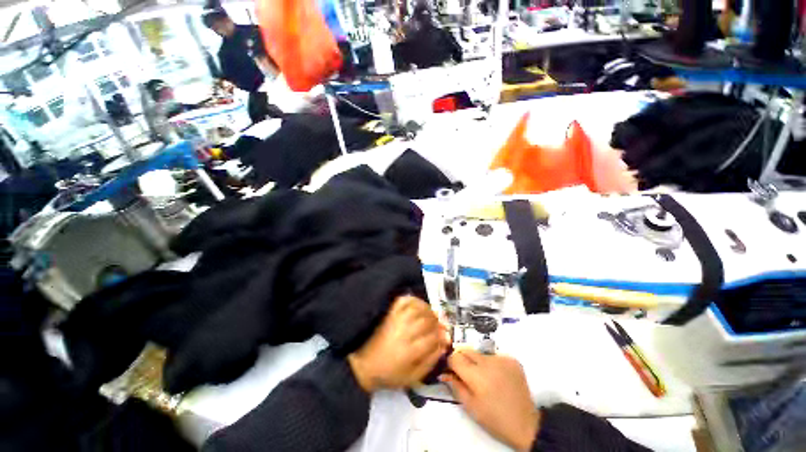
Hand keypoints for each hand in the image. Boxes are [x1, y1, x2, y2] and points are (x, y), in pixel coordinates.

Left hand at [348, 296, 448, 392]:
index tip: (445, 337)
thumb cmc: (389, 374)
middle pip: (426, 322)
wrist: (364, 365)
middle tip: (439, 326)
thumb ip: (429, 362)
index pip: (432, 338)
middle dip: (436, 323)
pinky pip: (404, 301)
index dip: (441, 336)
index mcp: (409, 352)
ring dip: (428, 310)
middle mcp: (404, 333)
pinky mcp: (389, 314)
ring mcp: (396, 321)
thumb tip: (442, 346)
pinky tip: (419, 305)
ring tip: (431, 315)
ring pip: (417, 309)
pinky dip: (414, 300)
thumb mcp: (412, 378)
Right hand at [441, 351, 539, 451]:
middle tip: (465, 374)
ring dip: (476, 361)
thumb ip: (455, 386)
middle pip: (466, 350)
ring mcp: (501, 358)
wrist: (527, 424)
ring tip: (483, 377)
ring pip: (479, 353)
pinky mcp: (512, 359)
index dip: (450, 363)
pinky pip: (494, 356)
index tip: (451, 371)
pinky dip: (491, 363)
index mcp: (476, 375)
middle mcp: (488, 361)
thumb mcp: (471, 407)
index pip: (454, 357)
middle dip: (461, 359)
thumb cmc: (495, 419)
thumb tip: (444, 373)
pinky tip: (497, 377)